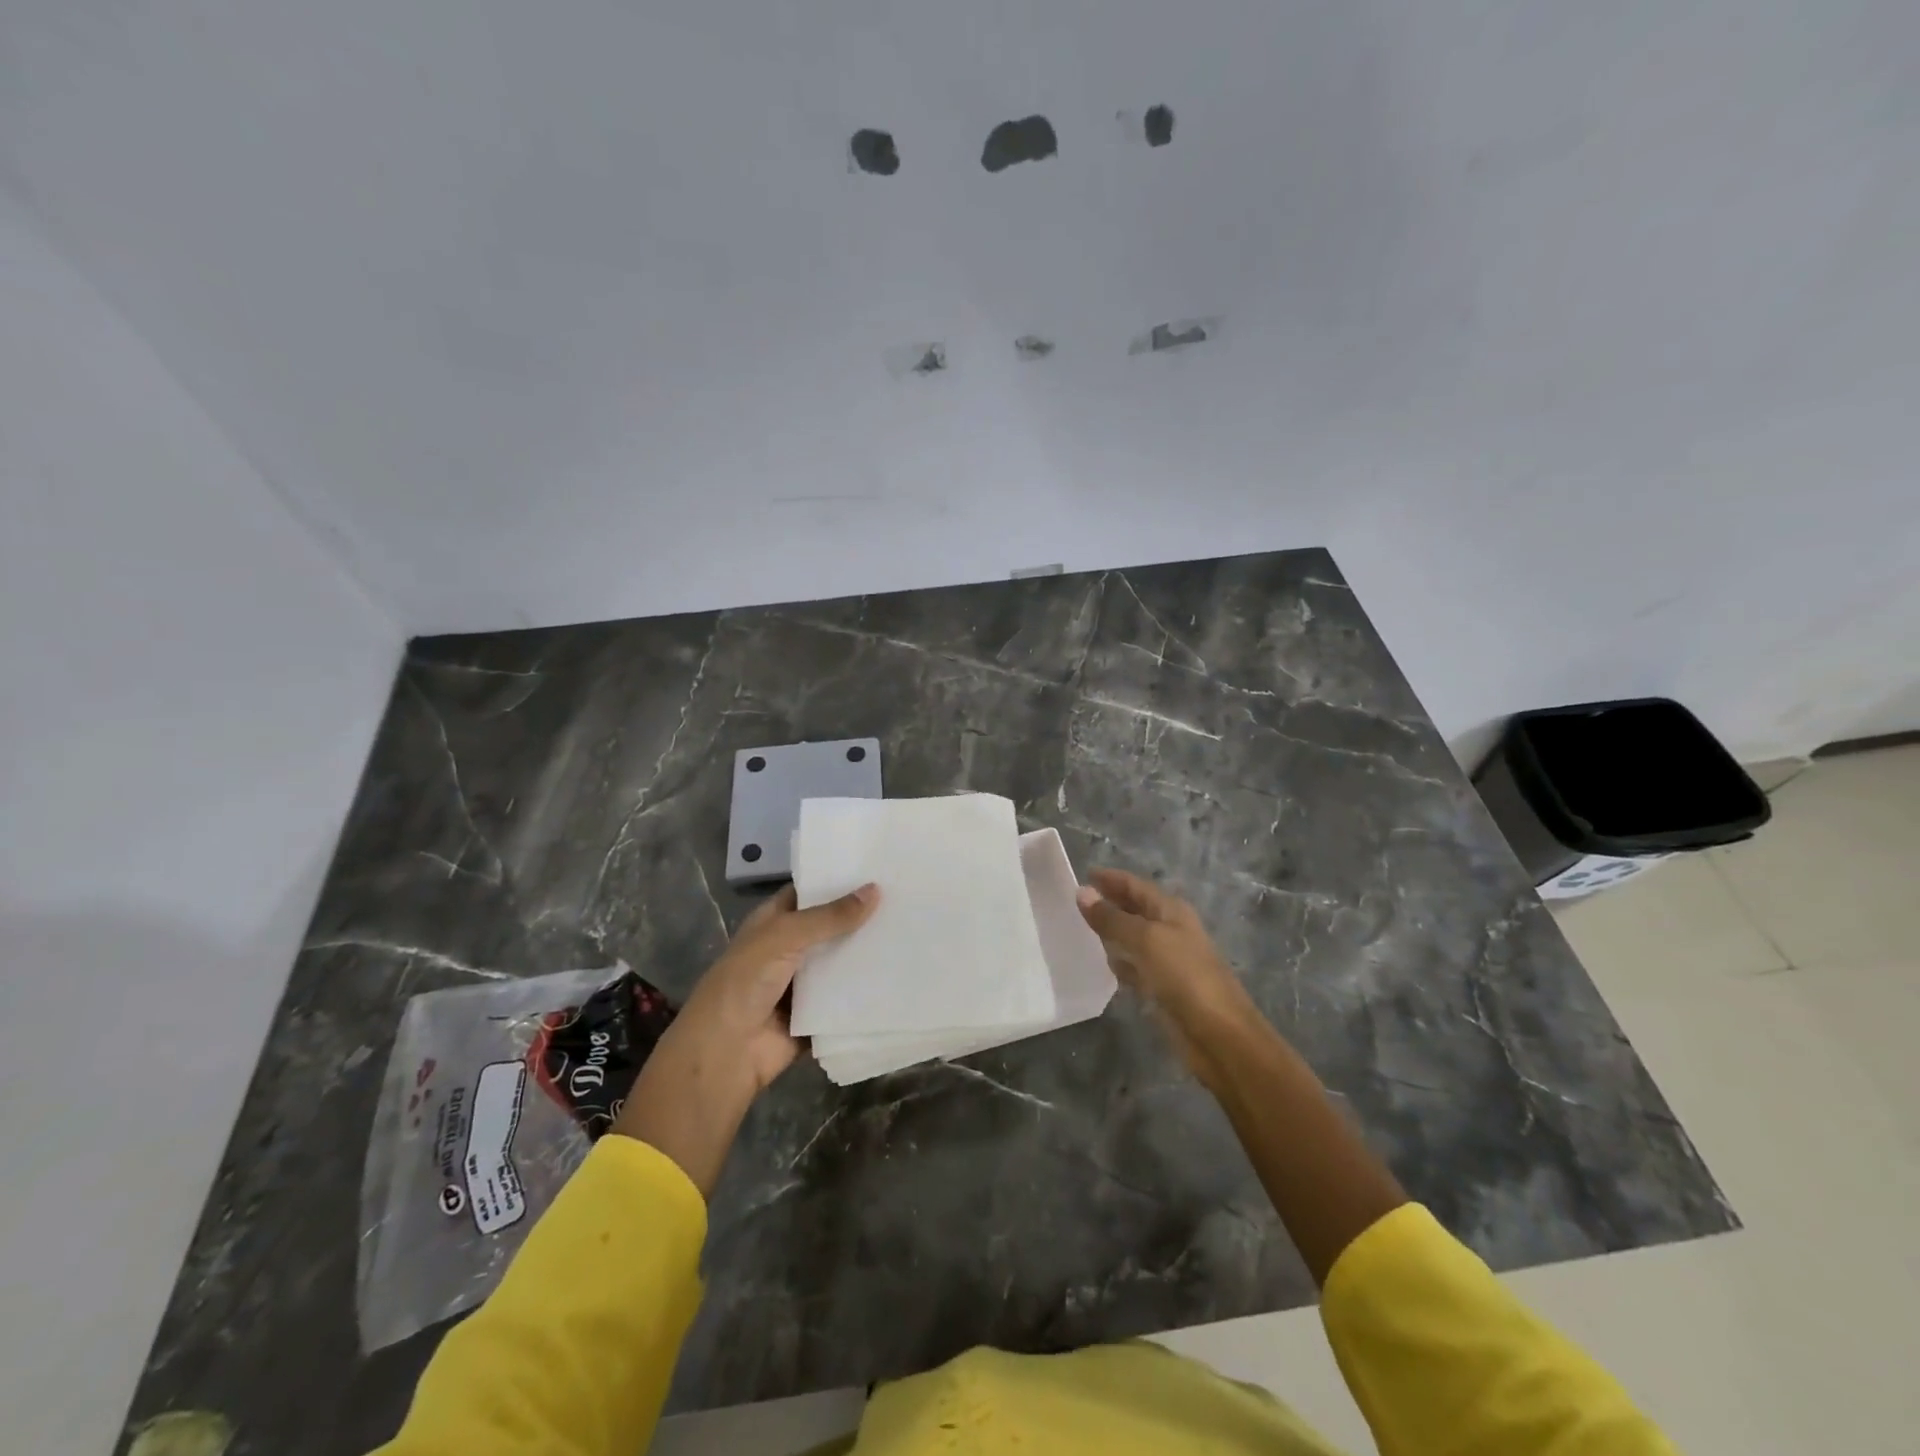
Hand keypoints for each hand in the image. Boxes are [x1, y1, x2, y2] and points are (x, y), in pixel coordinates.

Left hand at [612, 881, 877, 1192]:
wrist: (726, 1053)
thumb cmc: (745, 982)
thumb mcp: (785, 937)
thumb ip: (830, 916)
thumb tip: (876, 889)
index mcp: (774, 922)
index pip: (810, 892)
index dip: (838, 879)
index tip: (878, 865)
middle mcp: (790, 949)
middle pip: (831, 927)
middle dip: (862, 916)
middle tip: (908, 896)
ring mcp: (804, 983)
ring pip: (842, 962)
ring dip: (868, 953)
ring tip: (915, 930)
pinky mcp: (818, 1014)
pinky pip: (848, 998)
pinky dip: (868, 990)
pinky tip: (903, 973)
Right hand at [1076, 868, 1261, 1089]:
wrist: (1219, 1034)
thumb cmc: (1184, 976)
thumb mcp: (1145, 940)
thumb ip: (1112, 918)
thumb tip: (1082, 892)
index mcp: (1171, 911)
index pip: (1135, 886)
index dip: (1110, 878)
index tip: (1082, 873)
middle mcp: (1170, 930)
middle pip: (1134, 910)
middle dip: (1109, 903)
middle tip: (1074, 901)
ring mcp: (1167, 960)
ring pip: (1133, 939)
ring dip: (1111, 933)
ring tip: (1080, 928)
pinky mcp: (1162, 988)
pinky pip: (1135, 967)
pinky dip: (1120, 963)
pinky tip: (1102, 964)